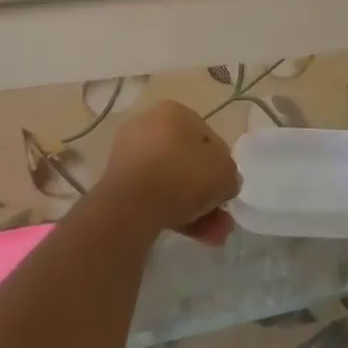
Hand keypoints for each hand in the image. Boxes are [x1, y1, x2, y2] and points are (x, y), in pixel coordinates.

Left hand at [101, 101, 240, 244]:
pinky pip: (153, 196)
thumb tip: (224, 184)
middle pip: (188, 162)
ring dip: (196, 208)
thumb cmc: (183, 176)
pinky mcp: (118, 186)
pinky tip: (194, 235)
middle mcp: (149, 127)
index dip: (222, 164)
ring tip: (214, 235)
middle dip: (208, 193)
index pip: (208, 137)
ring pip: (172, 183)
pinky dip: (173, 213)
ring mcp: (130, 157)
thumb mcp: (225, 173)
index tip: (227, 187)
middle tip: (223, 217)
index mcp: (174, 112)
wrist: (130, 207)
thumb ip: (230, 176)